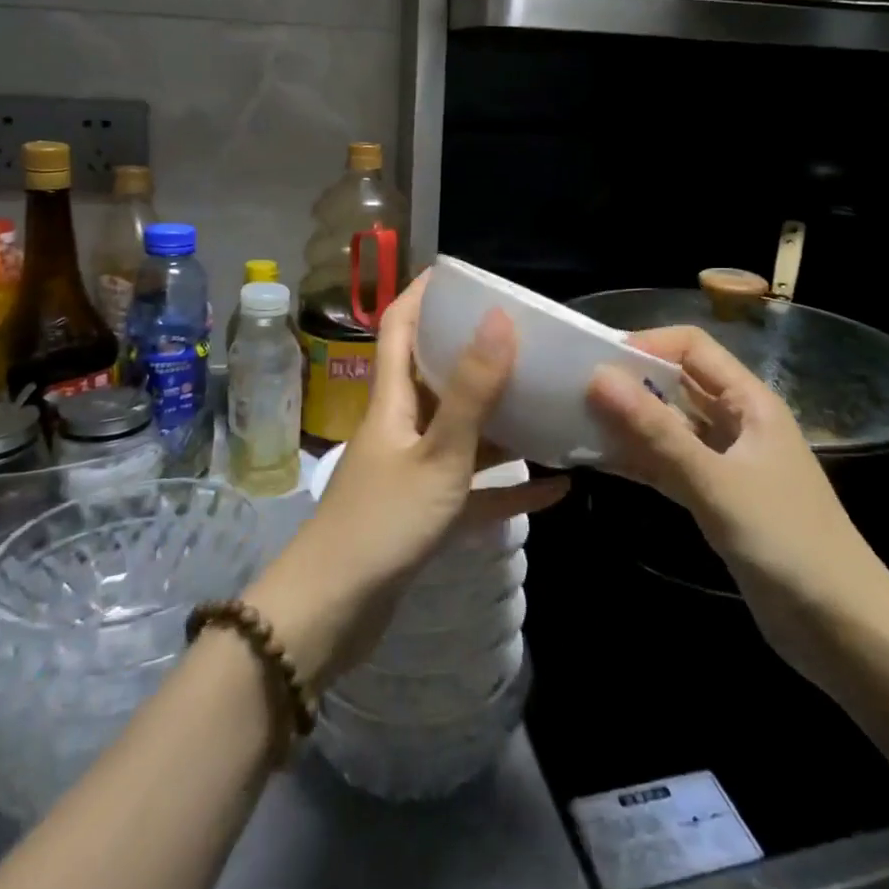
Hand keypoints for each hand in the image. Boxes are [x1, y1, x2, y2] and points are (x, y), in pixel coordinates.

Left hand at [247, 272, 566, 688]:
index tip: (458, 273)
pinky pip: (475, 489)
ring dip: (501, 420)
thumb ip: (472, 392)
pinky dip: (510, 487)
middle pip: (435, 375)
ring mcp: (413, 471)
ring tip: (547, 401)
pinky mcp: (425, 513)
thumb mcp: (437, 454)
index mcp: (392, 400)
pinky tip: (556, 488)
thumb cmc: (382, 522)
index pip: (398, 327)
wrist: (332, 614)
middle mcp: (400, 426)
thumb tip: (498, 319)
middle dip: (474, 351)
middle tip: (523, 336)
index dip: (422, 294)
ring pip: (461, 432)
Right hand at [586, 325, 888, 687]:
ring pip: (671, 426)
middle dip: (630, 382)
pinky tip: (599, 461)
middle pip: (678, 383)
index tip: (595, 361)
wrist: (846, 633)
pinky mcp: (719, 498)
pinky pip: (671, 464)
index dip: (646, 344)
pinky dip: (640, 460)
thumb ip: (656, 433)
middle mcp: (738, 422)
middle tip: (573, 391)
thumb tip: (598, 377)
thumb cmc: (788, 545)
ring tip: (575, 422)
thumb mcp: (717, 484)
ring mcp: (728, 462)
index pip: (692, 347)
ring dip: (630, 423)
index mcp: (750, 402)